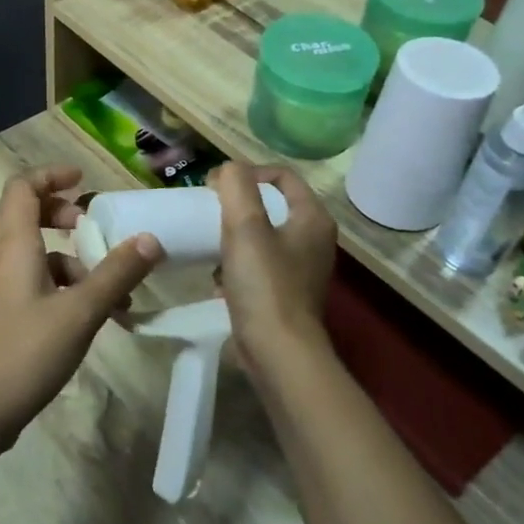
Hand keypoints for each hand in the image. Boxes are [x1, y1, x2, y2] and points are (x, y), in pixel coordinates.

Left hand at [0, 166, 161, 453]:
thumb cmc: (24, 352)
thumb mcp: (80, 312)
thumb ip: (117, 273)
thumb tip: (151, 239)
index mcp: (11, 243)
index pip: (23, 186)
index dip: (52, 175)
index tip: (84, 180)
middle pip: (23, 213)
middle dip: (59, 213)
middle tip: (90, 226)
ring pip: (28, 251)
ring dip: (65, 257)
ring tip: (105, 287)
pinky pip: (26, 279)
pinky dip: (56, 283)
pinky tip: (86, 316)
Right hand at [211, 163, 337, 373]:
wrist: (278, 352)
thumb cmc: (264, 284)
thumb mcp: (245, 226)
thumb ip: (236, 187)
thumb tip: (228, 170)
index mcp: (312, 218)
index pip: (282, 176)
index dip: (248, 173)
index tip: (215, 187)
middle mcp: (314, 240)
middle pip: (271, 206)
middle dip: (238, 207)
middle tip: (210, 213)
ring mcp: (302, 270)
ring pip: (262, 238)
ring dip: (234, 238)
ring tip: (211, 245)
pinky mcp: (286, 295)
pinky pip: (259, 267)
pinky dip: (238, 266)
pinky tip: (218, 279)